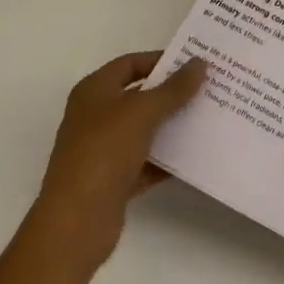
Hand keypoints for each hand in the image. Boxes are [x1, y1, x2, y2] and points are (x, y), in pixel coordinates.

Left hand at [28, 51, 207, 273]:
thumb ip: (174, 88)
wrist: (76, 223)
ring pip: (144, 130)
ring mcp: (103, 150)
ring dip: (172, 126)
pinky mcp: (113, 181)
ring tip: (208, 118)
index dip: (160, 60)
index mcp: (94, 91)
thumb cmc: (104, 152)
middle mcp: (95, 116)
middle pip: (139, 96)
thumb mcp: (143, 111)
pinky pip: (146, 162)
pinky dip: (167, 159)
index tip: (193, 63)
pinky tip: (195, 156)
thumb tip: (200, 62)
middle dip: (171, 93)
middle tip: (208, 88)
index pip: (130, 64)